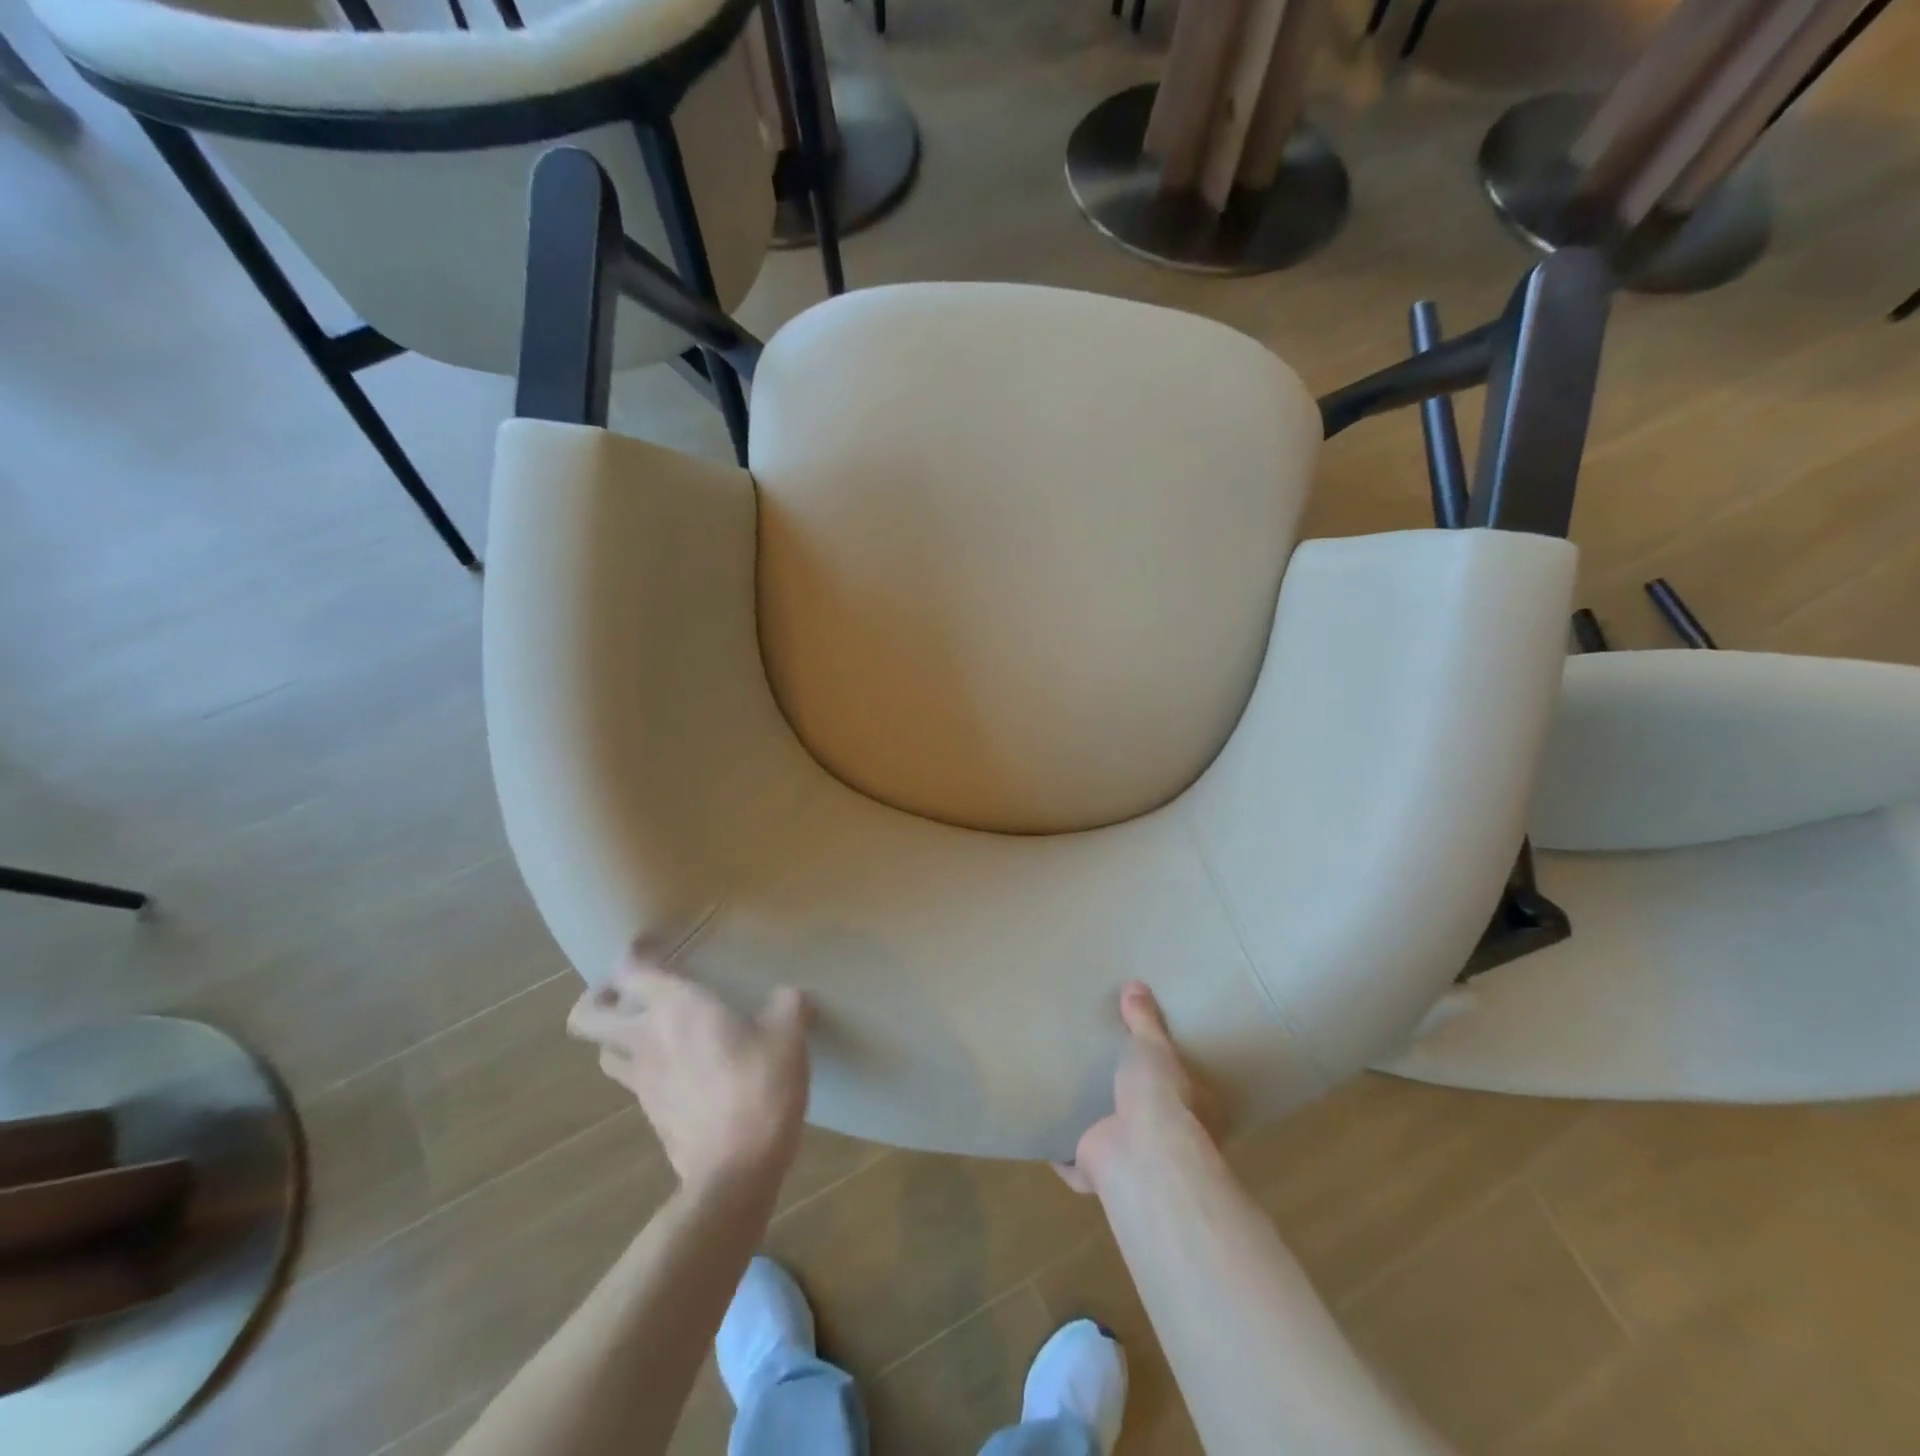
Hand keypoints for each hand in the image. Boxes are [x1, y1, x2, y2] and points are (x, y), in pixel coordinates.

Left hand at [568, 950, 810, 1192]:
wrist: (736, 1168)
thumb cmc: (760, 1085)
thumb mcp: (788, 1034)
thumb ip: (787, 1005)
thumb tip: (790, 996)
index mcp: (675, 1007)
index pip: (630, 970)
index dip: (632, 952)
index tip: (649, 943)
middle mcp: (646, 1039)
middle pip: (587, 1016)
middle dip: (599, 998)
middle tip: (629, 992)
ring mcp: (642, 1081)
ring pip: (604, 1051)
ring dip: (617, 1036)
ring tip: (649, 1029)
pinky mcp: (650, 1114)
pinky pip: (632, 1081)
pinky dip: (644, 1067)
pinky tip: (677, 1067)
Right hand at [1057, 981, 1221, 1194]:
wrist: (1141, 1154)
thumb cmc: (1160, 1096)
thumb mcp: (1155, 1047)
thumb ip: (1144, 1020)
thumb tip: (1136, 985)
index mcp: (1188, 1111)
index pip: (1182, 1090)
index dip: (1168, 1076)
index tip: (1148, 1060)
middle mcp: (1163, 1140)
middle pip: (1145, 1117)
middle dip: (1127, 1101)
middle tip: (1104, 1073)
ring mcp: (1129, 1159)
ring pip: (1110, 1140)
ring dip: (1094, 1127)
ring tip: (1072, 1098)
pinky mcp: (1096, 1173)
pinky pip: (1074, 1165)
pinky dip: (1061, 1157)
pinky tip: (1046, 1135)